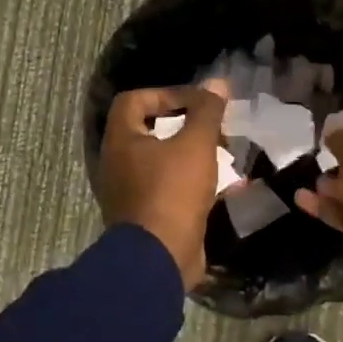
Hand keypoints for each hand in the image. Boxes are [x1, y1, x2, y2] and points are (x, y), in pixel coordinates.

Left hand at [95, 80, 228, 288]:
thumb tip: (217, 83)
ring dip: (192, 155)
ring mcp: (130, 192)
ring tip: (224, 156)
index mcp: (121, 140)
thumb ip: (207, 112)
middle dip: (186, 126)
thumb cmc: (173, 192)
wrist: (159, 258)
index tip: (197, 103)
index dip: (166, 94)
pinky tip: (222, 187)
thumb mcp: (196, 145)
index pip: (134, 100)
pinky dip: (192, 182)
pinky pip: (169, 188)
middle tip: (215, 130)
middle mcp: (118, 163)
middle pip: (150, 130)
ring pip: (163, 161)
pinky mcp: (146, 216)